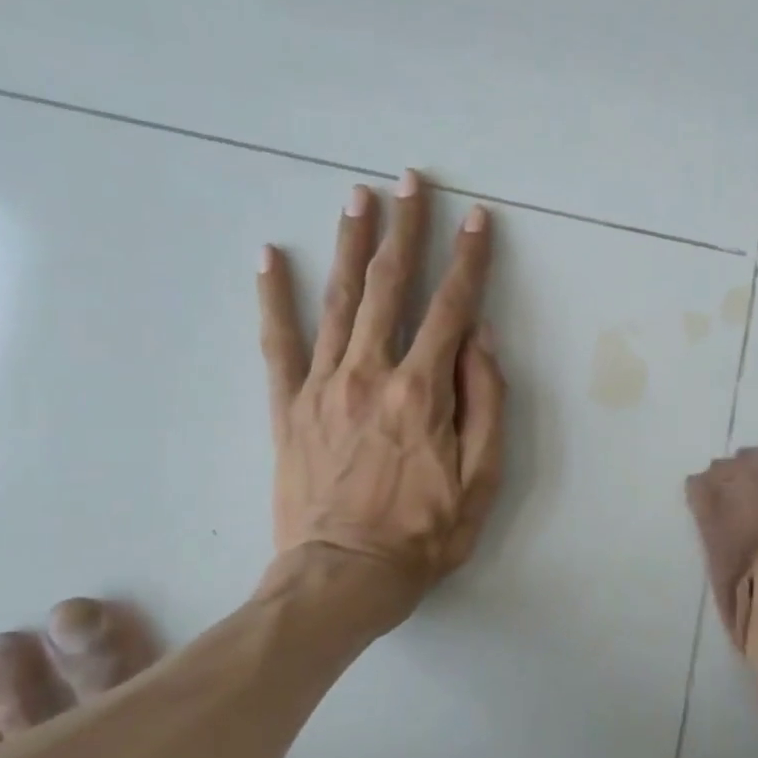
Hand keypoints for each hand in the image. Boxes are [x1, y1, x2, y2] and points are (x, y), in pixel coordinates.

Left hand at [256, 171, 505, 627]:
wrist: (343, 577)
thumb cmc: (425, 533)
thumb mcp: (482, 478)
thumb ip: (486, 402)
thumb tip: (479, 338)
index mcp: (422, 391)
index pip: (452, 308)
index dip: (469, 259)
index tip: (477, 219)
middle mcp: (370, 373)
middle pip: (391, 286)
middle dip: (405, 228)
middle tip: (410, 180)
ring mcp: (322, 386)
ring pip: (339, 300)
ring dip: (352, 244)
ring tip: (357, 196)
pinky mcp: (288, 408)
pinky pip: (277, 343)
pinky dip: (274, 298)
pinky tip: (270, 257)